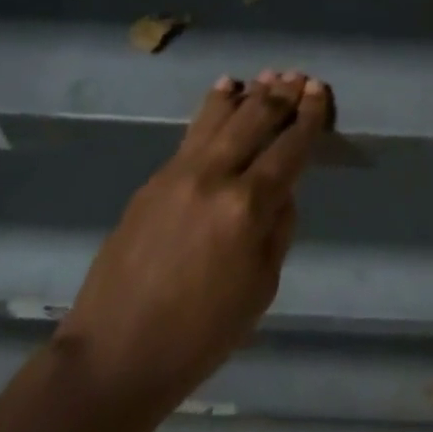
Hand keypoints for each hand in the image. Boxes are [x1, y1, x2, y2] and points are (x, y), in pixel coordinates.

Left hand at [56, 70, 329, 413]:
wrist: (113, 356)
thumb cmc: (199, 335)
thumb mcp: (261, 289)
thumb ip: (278, 229)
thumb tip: (281, 190)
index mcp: (247, 207)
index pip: (289, 147)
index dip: (309, 116)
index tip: (320, 91)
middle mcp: (215, 176)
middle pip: (255, 119)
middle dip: (282, 94)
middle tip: (299, 76)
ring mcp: (179, 172)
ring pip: (221, 115)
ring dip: (249, 92)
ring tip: (268, 75)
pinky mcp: (154, 179)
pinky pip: (193, 131)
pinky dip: (214, 107)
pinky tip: (224, 90)